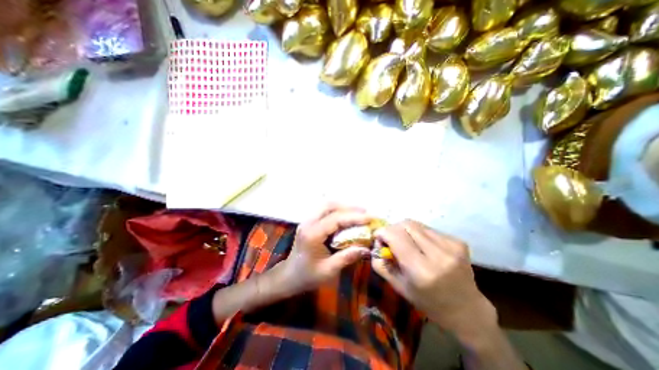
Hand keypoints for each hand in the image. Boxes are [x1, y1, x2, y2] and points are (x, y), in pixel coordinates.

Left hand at [276, 206, 368, 294]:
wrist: (289, 276)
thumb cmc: (308, 276)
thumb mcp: (329, 270)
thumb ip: (347, 257)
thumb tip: (367, 248)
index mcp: (312, 234)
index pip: (335, 219)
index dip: (354, 217)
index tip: (370, 218)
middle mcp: (308, 223)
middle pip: (329, 205)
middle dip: (349, 207)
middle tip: (365, 213)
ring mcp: (307, 221)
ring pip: (326, 206)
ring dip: (343, 207)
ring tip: (359, 213)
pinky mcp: (309, 222)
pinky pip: (325, 211)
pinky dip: (337, 211)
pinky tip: (347, 217)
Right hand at [373, 220, 496, 337]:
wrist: (466, 310)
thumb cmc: (428, 302)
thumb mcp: (399, 287)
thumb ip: (382, 264)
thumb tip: (375, 244)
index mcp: (421, 270)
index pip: (395, 236)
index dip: (382, 232)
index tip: (378, 237)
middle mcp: (438, 254)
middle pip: (405, 224)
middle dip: (393, 229)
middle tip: (391, 239)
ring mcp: (451, 246)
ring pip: (416, 224)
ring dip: (406, 230)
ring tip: (407, 243)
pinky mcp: (458, 242)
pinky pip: (428, 229)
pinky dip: (419, 234)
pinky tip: (422, 246)